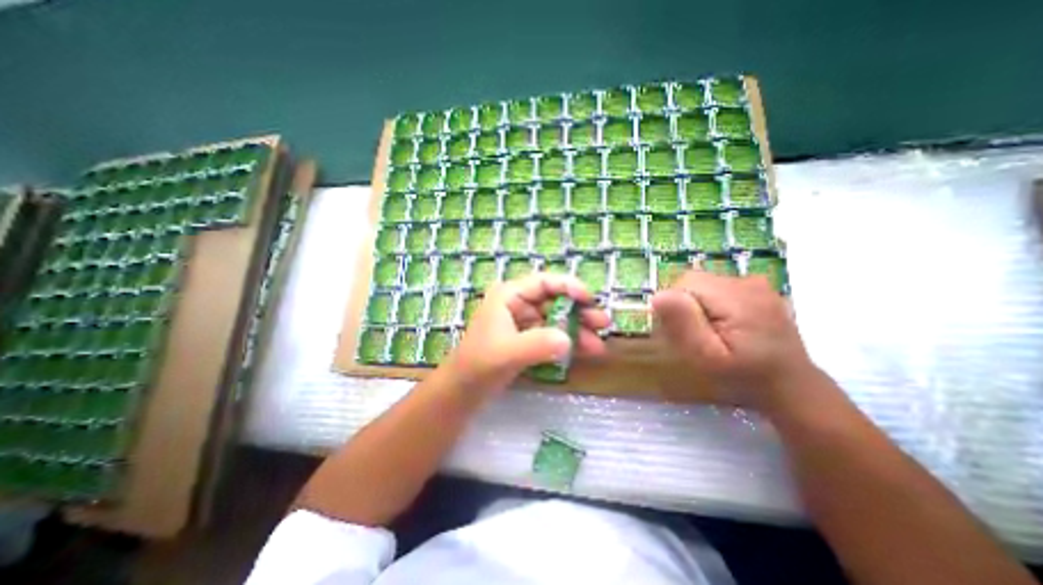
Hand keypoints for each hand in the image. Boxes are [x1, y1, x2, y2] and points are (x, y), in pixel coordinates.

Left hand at [448, 276, 613, 394]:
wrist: (462, 391)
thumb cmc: (479, 365)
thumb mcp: (507, 353)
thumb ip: (537, 344)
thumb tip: (568, 340)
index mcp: (509, 296)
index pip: (544, 282)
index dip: (570, 287)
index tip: (591, 300)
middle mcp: (517, 304)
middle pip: (554, 301)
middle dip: (579, 312)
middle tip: (603, 323)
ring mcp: (522, 322)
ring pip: (555, 319)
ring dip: (577, 330)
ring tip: (599, 345)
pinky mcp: (526, 340)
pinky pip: (551, 335)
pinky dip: (566, 343)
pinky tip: (584, 352)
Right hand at [648, 268, 823, 410]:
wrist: (791, 387)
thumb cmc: (745, 377)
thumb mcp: (708, 357)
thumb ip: (684, 325)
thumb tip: (659, 296)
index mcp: (736, 297)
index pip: (684, 283)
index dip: (674, 305)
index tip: (682, 331)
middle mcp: (747, 282)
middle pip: (693, 281)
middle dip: (684, 304)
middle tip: (695, 334)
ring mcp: (756, 283)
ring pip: (703, 283)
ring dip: (697, 304)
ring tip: (711, 331)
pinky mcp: (757, 289)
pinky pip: (718, 287)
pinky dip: (711, 303)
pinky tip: (723, 324)